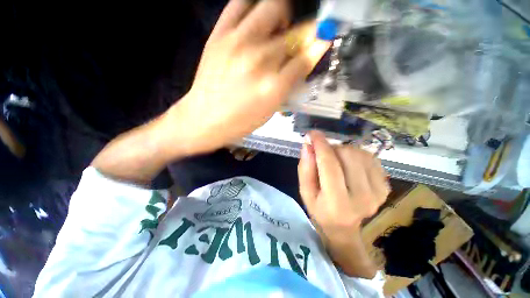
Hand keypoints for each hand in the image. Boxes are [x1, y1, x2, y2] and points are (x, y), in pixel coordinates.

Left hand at [165, 0, 329, 154]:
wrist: (205, 117)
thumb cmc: (241, 121)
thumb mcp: (271, 108)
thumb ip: (290, 82)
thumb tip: (309, 56)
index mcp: (274, 86)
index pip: (307, 56)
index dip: (318, 45)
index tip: (323, 39)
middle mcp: (260, 60)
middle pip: (295, 32)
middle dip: (303, 33)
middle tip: (294, 41)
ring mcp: (238, 43)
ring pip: (273, 7)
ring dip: (282, 15)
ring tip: (276, 28)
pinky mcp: (219, 34)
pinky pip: (241, 3)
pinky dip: (255, 6)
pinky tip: (256, 19)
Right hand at [298, 131, 389, 244]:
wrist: (344, 227)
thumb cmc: (320, 208)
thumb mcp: (305, 191)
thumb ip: (305, 168)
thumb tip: (308, 145)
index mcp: (337, 202)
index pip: (330, 165)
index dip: (321, 145)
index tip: (313, 133)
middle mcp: (362, 198)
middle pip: (348, 155)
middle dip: (332, 149)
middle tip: (324, 156)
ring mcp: (378, 192)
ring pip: (360, 153)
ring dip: (343, 151)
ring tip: (336, 161)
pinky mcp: (385, 187)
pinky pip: (370, 158)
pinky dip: (356, 155)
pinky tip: (349, 165)